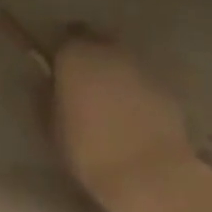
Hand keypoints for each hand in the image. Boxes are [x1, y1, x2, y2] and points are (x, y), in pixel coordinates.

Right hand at [51, 31, 197, 211]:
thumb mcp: (52, 127)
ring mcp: (141, 66)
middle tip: (83, 82)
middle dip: (90, 55)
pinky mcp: (165, 87)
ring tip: (108, 101)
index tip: (58, 69)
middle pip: (97, 41)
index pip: (65, 38)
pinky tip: (132, 116)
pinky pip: (142, 81)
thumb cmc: (89, 150)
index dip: (62, 52)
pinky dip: (136, 90)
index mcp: (76, 55)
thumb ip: (46, 97)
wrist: (148, 173)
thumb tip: (46, 83)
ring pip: (122, 59)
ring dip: (114, 72)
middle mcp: (109, 50)